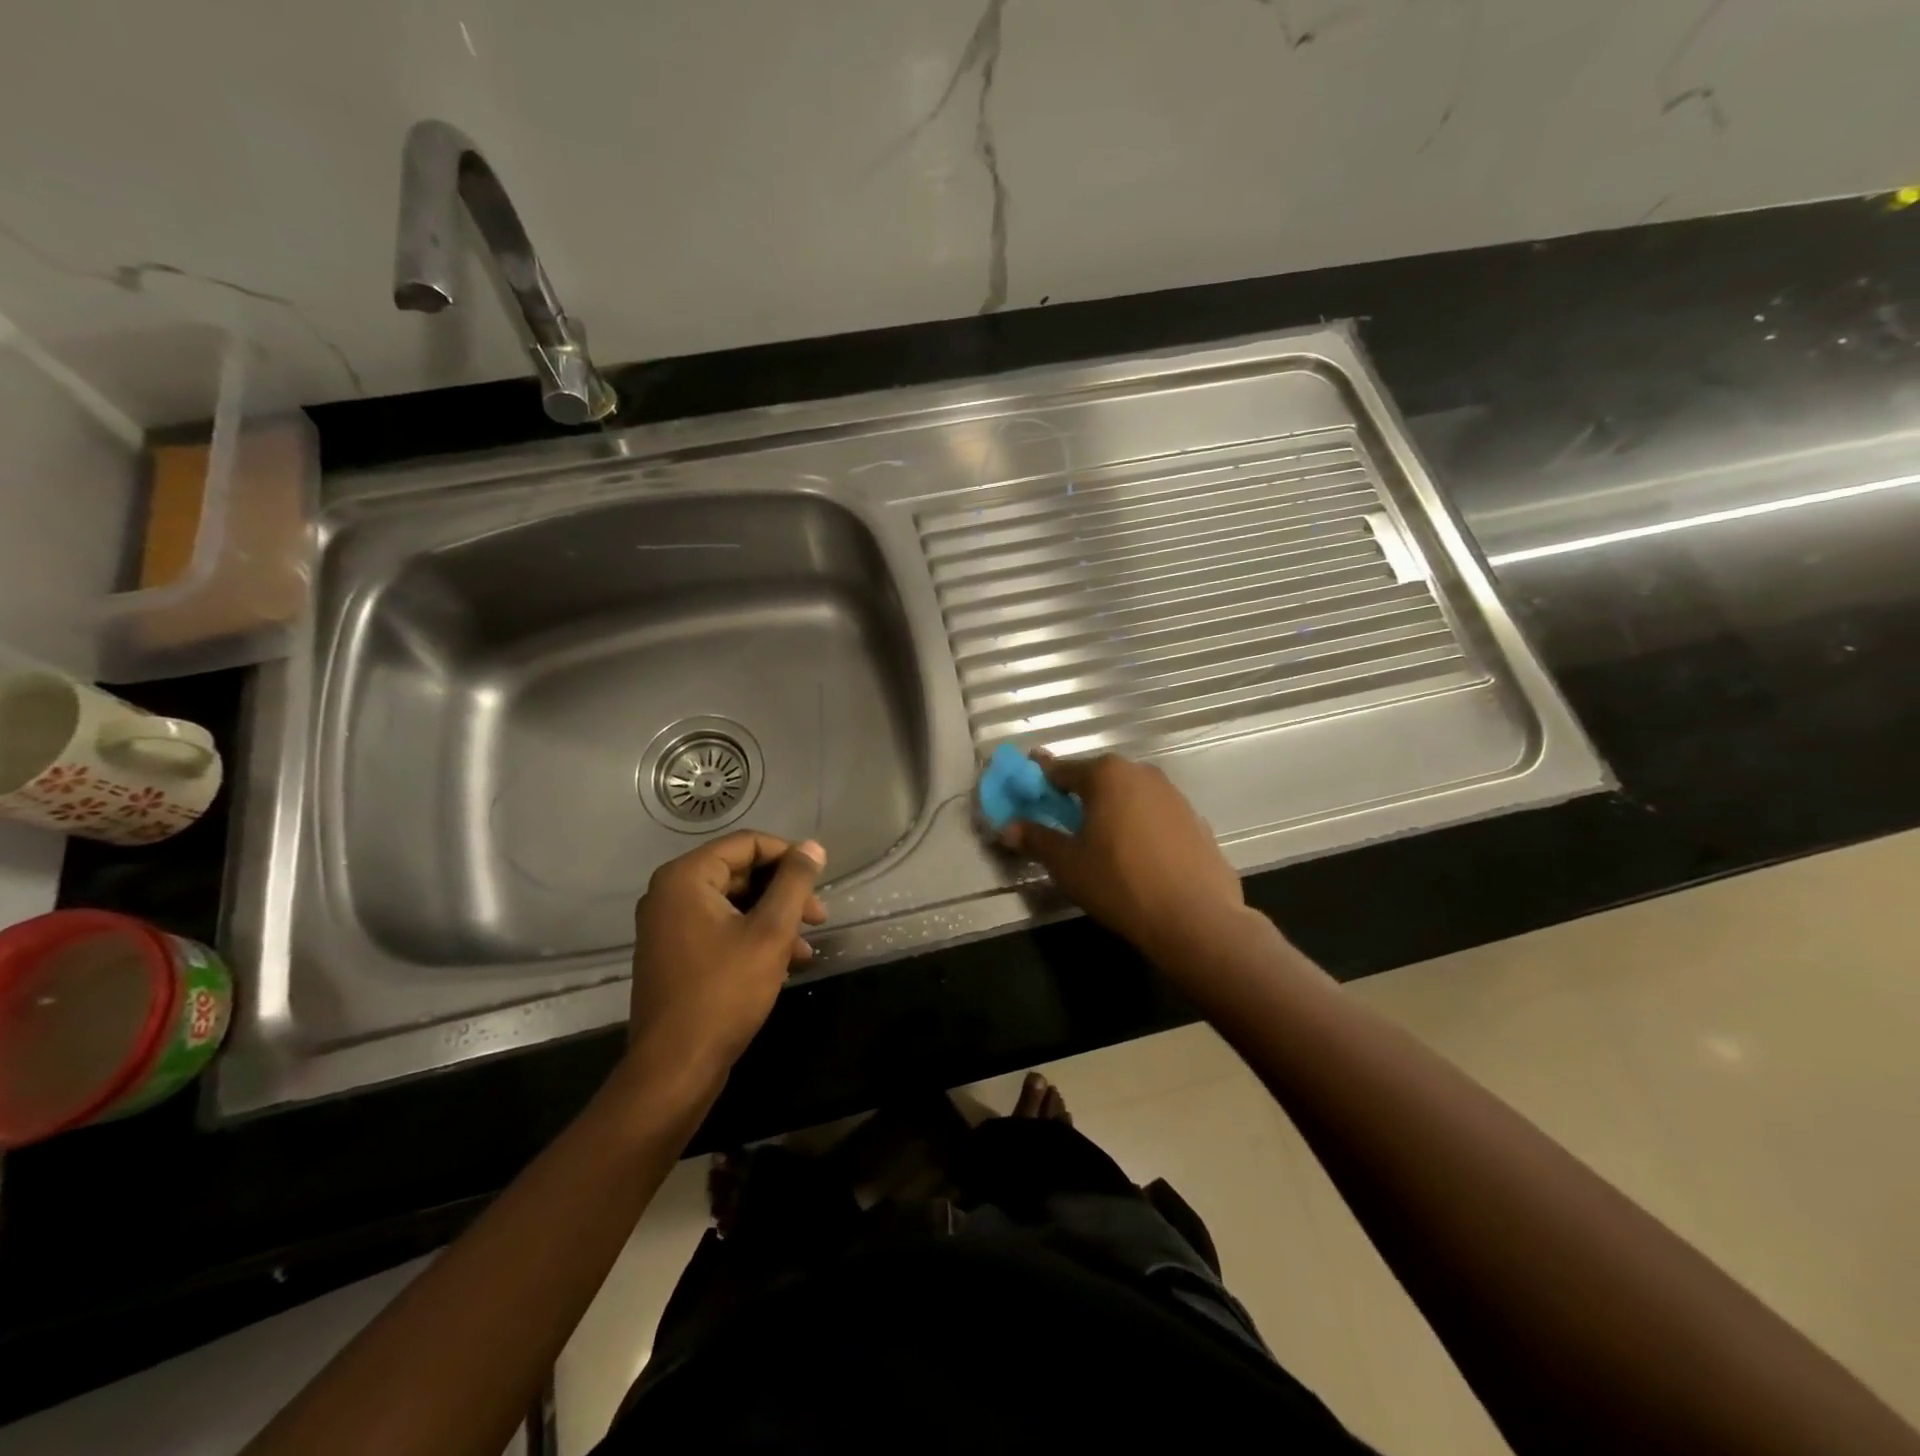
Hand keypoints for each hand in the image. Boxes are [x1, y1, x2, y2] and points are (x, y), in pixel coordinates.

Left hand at [628, 831, 826, 1082]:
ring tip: (805, 949)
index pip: (747, 843)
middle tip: (818, 918)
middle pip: (740, 872)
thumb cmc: (724, 992)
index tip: (820, 881)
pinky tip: (784, 964)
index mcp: (686, 878)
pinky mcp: (674, 954)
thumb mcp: (771, 932)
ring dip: (774, 919)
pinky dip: (753, 938)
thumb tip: (813, 846)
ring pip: (734, 904)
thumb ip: (794, 883)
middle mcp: (670, 893)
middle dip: (784, 893)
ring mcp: (668, 926)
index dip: (789, 857)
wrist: (675, 1068)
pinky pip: (720, 928)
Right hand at [1001, 751, 1244, 964]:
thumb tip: (1007, 828)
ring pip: (1129, 795)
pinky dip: (1139, 826)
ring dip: (1111, 810)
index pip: (1061, 770)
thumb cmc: (1119, 882)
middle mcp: (1141, 773)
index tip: (1027, 787)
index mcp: (1106, 774)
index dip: (1040, 780)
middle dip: (1078, 795)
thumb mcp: (1067, 864)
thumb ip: (1036, 839)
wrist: (1195, 917)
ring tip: (1100, 841)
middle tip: (1062, 821)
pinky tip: (1136, 857)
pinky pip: (1154, 816)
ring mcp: (1173, 795)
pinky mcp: (1195, 820)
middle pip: (1098, 779)